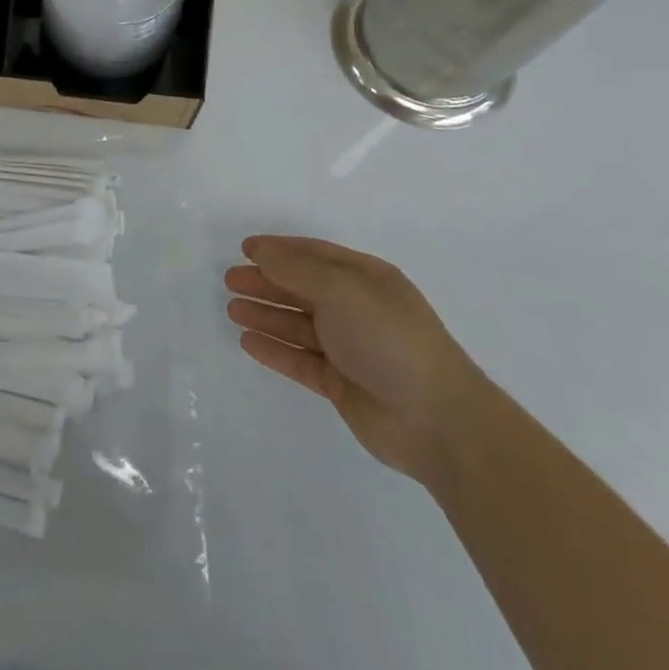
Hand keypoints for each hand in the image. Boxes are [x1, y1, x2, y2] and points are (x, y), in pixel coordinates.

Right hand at [225, 236, 489, 485]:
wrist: (437, 420)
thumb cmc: (389, 338)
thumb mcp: (341, 290)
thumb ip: (296, 270)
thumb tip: (260, 252)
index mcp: (366, 279)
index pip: (315, 255)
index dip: (280, 250)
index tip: (245, 249)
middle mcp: (357, 309)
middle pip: (303, 288)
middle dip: (267, 282)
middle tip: (230, 280)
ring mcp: (350, 348)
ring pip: (298, 324)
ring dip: (266, 314)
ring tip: (232, 309)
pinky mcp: (342, 384)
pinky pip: (300, 360)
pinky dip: (275, 349)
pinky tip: (249, 342)